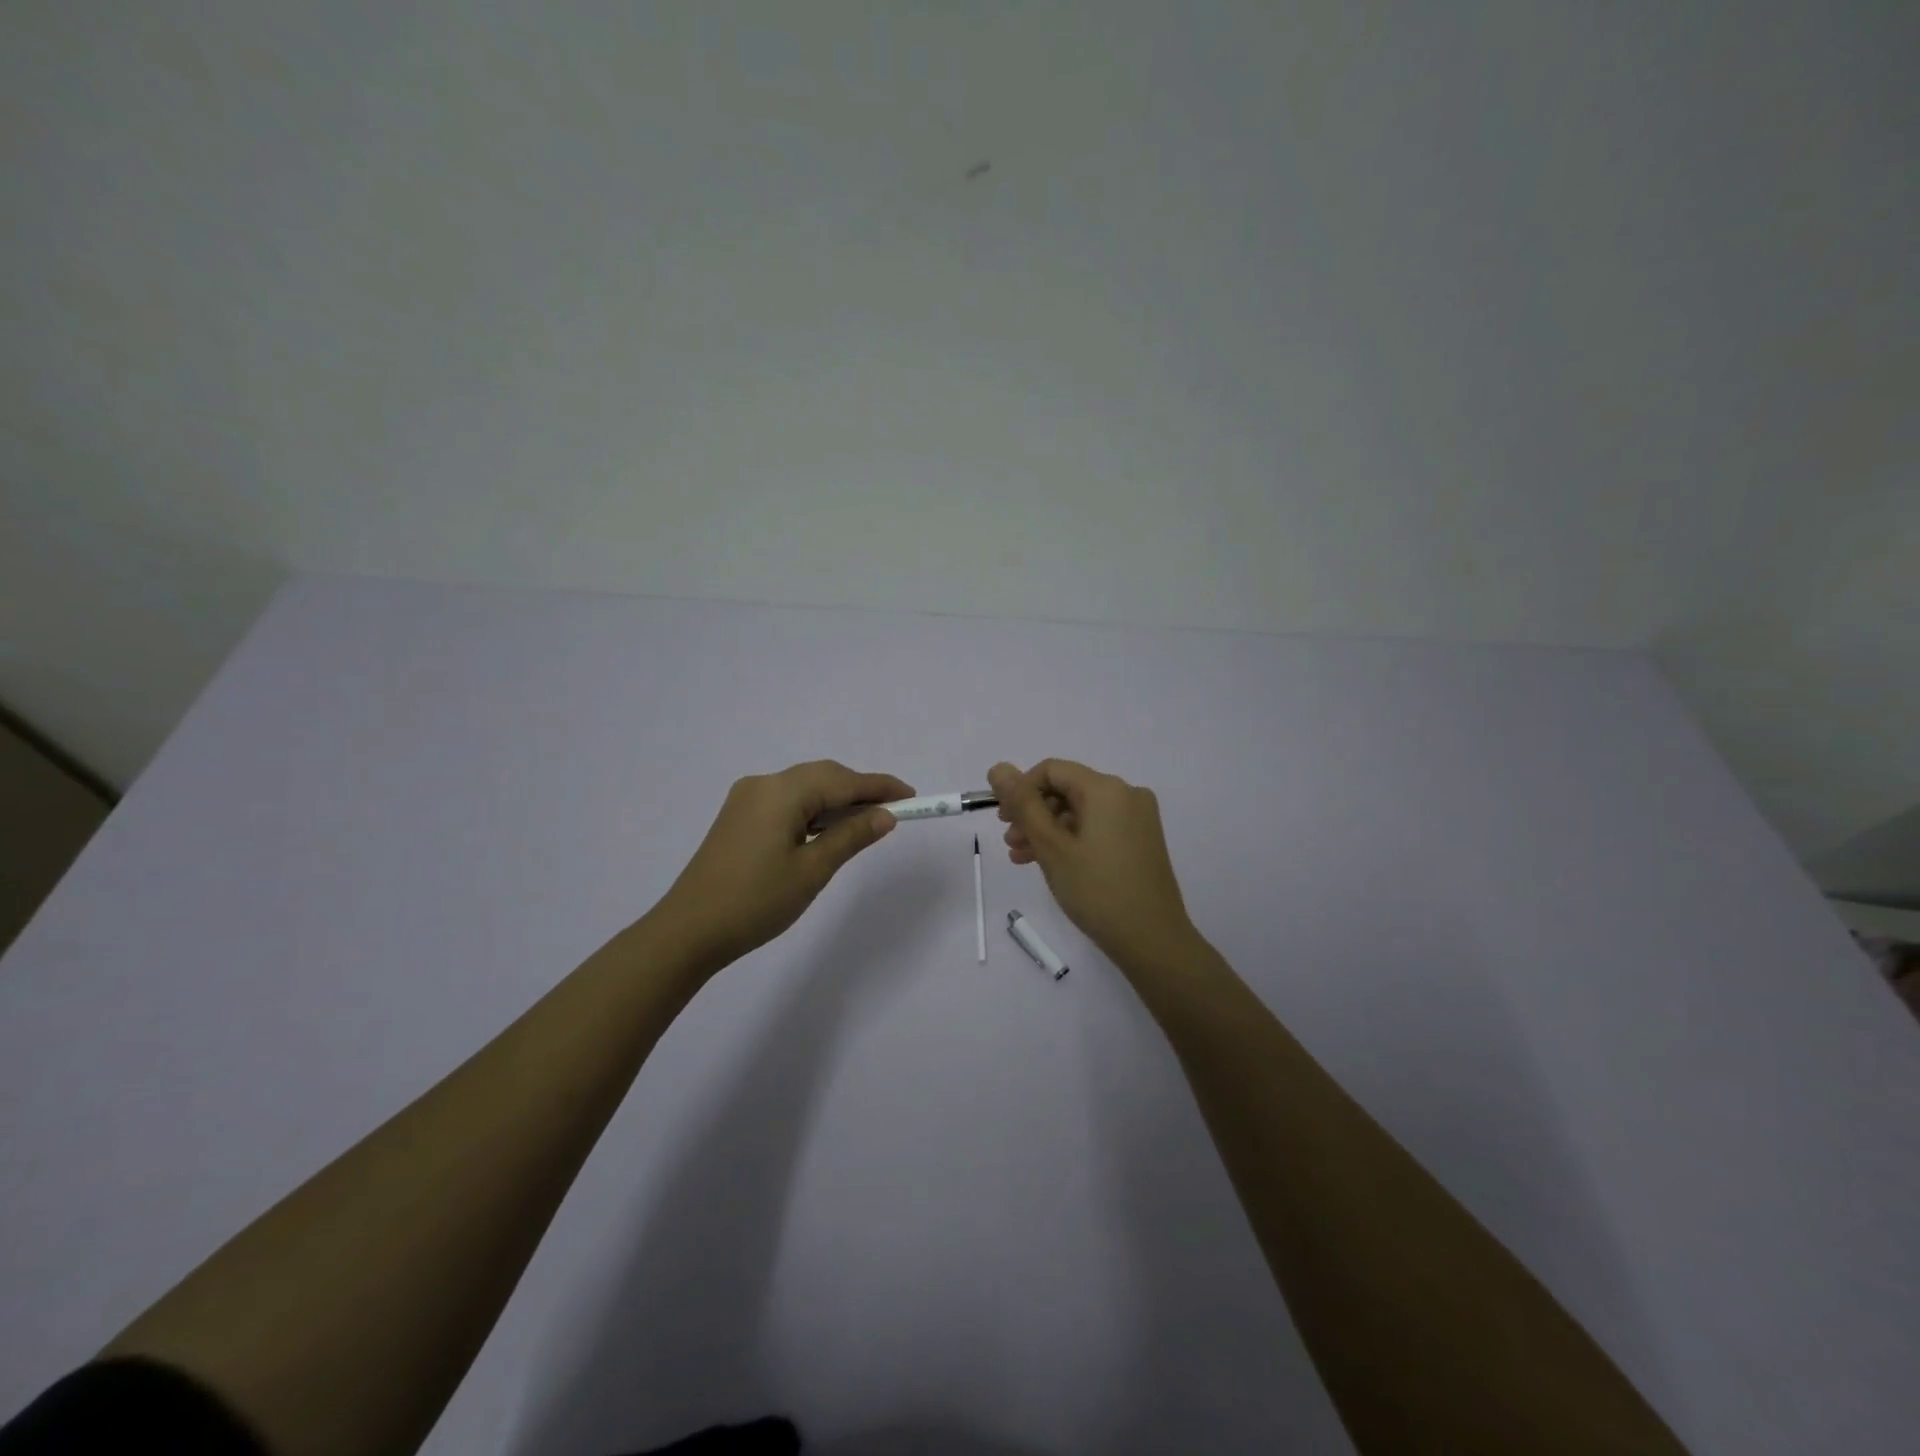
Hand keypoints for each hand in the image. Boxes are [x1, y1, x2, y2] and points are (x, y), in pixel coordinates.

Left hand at [656, 761, 912, 970]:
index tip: (912, 796)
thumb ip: (851, 836)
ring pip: (804, 788)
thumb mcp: (812, 870)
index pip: (842, 780)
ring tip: (867, 822)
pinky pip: (787, 801)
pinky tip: (828, 829)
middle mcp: (763, 784)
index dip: (879, 787)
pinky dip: (813, 810)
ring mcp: (746, 799)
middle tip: (893, 811)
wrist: (688, 931)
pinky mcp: (738, 817)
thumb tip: (885, 816)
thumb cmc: (755, 901)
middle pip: (822, 776)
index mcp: (781, 792)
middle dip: (859, 790)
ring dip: (836, 800)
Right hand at [988, 759, 1197, 971]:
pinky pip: (1097, 828)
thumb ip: (1023, 804)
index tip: (1003, 819)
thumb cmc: (1097, 890)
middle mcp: (1126, 794)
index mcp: (1106, 789)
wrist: (1153, 941)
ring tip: (1021, 857)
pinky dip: (1071, 839)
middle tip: (1009, 840)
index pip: (1052, 770)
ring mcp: (1138, 819)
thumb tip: (998, 768)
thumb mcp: (1052, 846)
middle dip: (1033, 812)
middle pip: (1067, 790)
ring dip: (1048, 829)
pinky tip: (1047, 863)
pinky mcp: (1141, 841)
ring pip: (1080, 811)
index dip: (1021, 789)